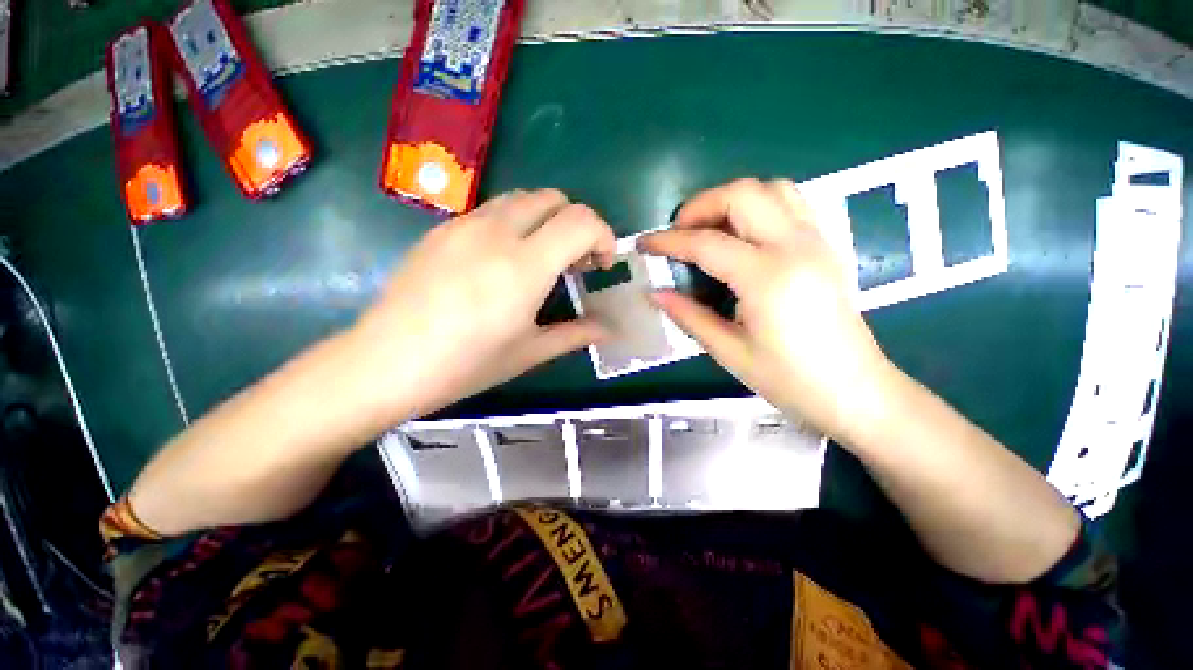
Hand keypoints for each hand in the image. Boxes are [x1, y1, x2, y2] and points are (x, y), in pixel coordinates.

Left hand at [353, 189, 615, 419]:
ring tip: (542, 257)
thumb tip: (608, 329)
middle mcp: (497, 232)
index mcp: (525, 265)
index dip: (604, 236)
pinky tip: (503, 260)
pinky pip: (491, 209)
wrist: (386, 363)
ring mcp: (464, 225)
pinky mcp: (442, 229)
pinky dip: (515, 223)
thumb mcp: (530, 352)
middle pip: (553, 198)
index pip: (582, 221)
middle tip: (575, 261)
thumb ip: (575, 334)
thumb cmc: (466, 364)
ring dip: (545, 219)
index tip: (602, 263)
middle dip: (576, 223)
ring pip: (522, 198)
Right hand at [639, 179, 894, 440]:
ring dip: (732, 201)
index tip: (644, 244)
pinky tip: (744, 236)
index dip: (668, 241)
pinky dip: (759, 206)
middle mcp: (795, 246)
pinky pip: (791, 203)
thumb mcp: (729, 352)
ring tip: (710, 231)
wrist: (855, 391)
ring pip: (771, 189)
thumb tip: (654, 293)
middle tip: (679, 234)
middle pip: (742, 194)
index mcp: (768, 277)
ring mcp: (816, 241)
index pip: (706, 243)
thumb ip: (688, 316)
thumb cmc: (790, 380)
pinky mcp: (825, 246)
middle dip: (700, 206)